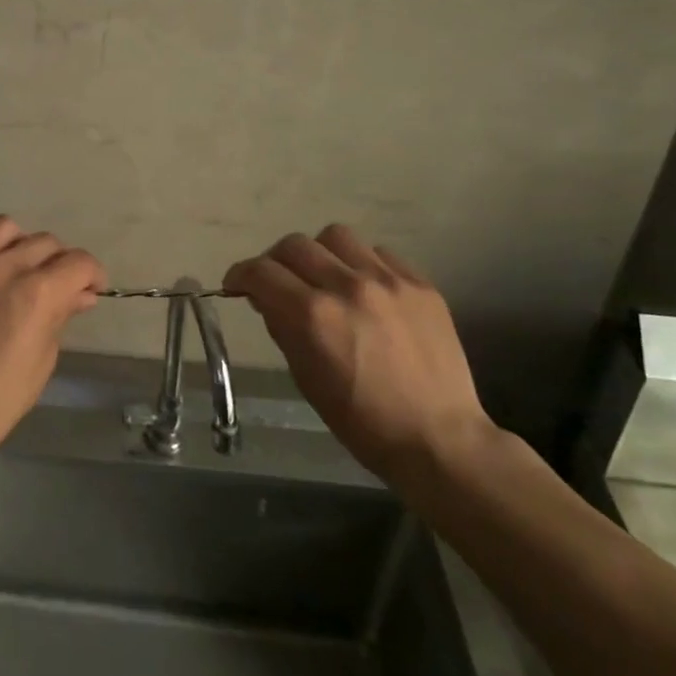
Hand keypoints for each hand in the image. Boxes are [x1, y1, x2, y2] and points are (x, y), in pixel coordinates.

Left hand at [0, 215, 103, 476]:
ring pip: (5, 227)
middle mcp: (4, 266)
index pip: (79, 262)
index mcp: (37, 292)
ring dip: (19, 245)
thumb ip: (61, 316)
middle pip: (46, 242)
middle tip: (54, 287)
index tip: (90, 289)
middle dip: (60, 263)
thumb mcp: (42, 360)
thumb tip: (81, 294)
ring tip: (14, 268)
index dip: (93, 274)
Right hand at [224, 224, 495, 484]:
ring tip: (325, 277)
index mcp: (313, 315)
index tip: (238, 285)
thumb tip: (265, 297)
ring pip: (336, 237)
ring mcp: (388, 281)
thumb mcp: (305, 377)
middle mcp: (347, 287)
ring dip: (320, 254)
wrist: (438, 439)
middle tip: (278, 282)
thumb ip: (281, 327)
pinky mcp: (420, 284)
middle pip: (294, 245)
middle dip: (275, 262)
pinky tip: (365, 290)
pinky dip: (361, 265)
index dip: (240, 275)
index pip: (261, 272)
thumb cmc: (361, 421)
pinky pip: (378, 253)